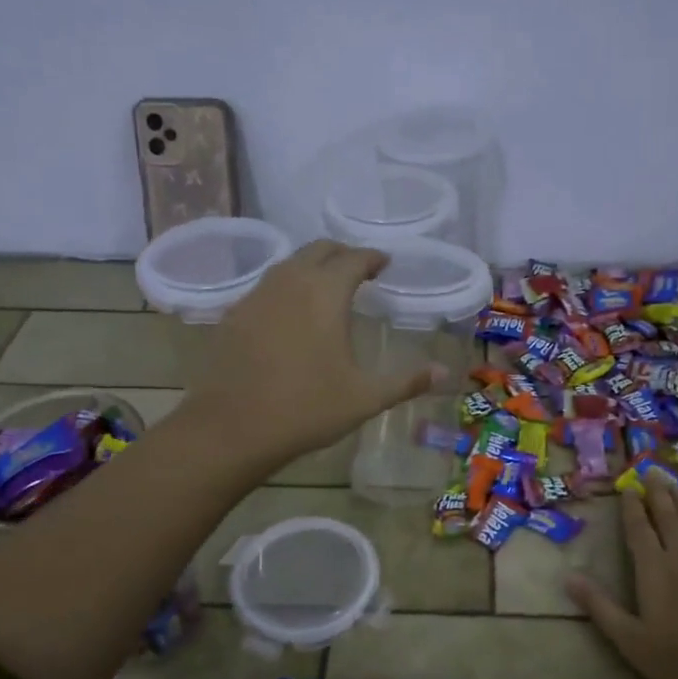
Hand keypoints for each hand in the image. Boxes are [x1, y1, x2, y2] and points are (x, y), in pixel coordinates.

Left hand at [179, 240, 443, 464]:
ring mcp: (257, 295)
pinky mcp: (234, 314)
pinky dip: (286, 287)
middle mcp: (290, 282)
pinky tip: (291, 314)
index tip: (384, 264)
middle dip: (342, 254)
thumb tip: (445, 373)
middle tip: (359, 270)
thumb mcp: (365, 398)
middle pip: (318, 250)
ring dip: (312, 267)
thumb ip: (406, 382)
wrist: (232, 428)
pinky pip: (267, 286)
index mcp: (325, 293)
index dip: (372, 258)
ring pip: (289, 264)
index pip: (353, 259)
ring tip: (327, 288)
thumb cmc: (306, 409)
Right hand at [566, 475, 677, 678]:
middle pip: (667, 518)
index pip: (639, 529)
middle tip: (652, 471)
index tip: (628, 487)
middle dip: (658, 494)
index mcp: (653, 569)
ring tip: (675, 485)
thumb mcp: (629, 638)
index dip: (632, 507)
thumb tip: (568, 576)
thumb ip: (599, 606)